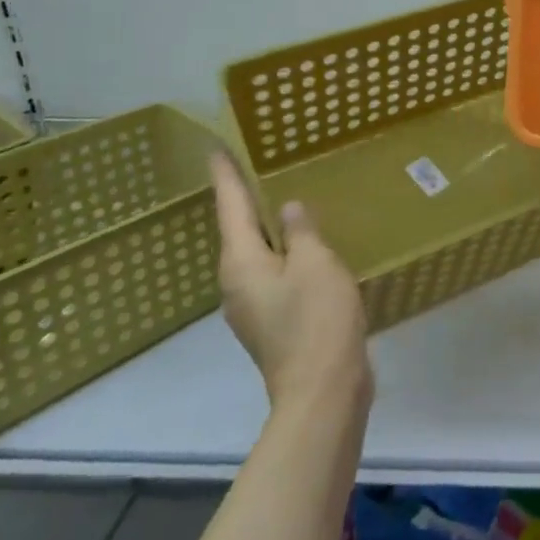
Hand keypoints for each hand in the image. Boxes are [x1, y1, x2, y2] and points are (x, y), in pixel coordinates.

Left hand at [211, 152, 372, 411]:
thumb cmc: (316, 319)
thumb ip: (300, 231)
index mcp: (240, 263)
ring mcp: (253, 306)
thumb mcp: (315, 263)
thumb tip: (288, 209)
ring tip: (283, 199)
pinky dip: (283, 251)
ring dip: (266, 227)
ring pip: (256, 253)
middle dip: (245, 199)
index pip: (230, 207)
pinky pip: (273, 272)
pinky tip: (304, 246)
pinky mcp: (273, 321)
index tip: (216, 148)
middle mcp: (236, 283)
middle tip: (257, 165)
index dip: (226, 176)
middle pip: (238, 231)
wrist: (322, 391)